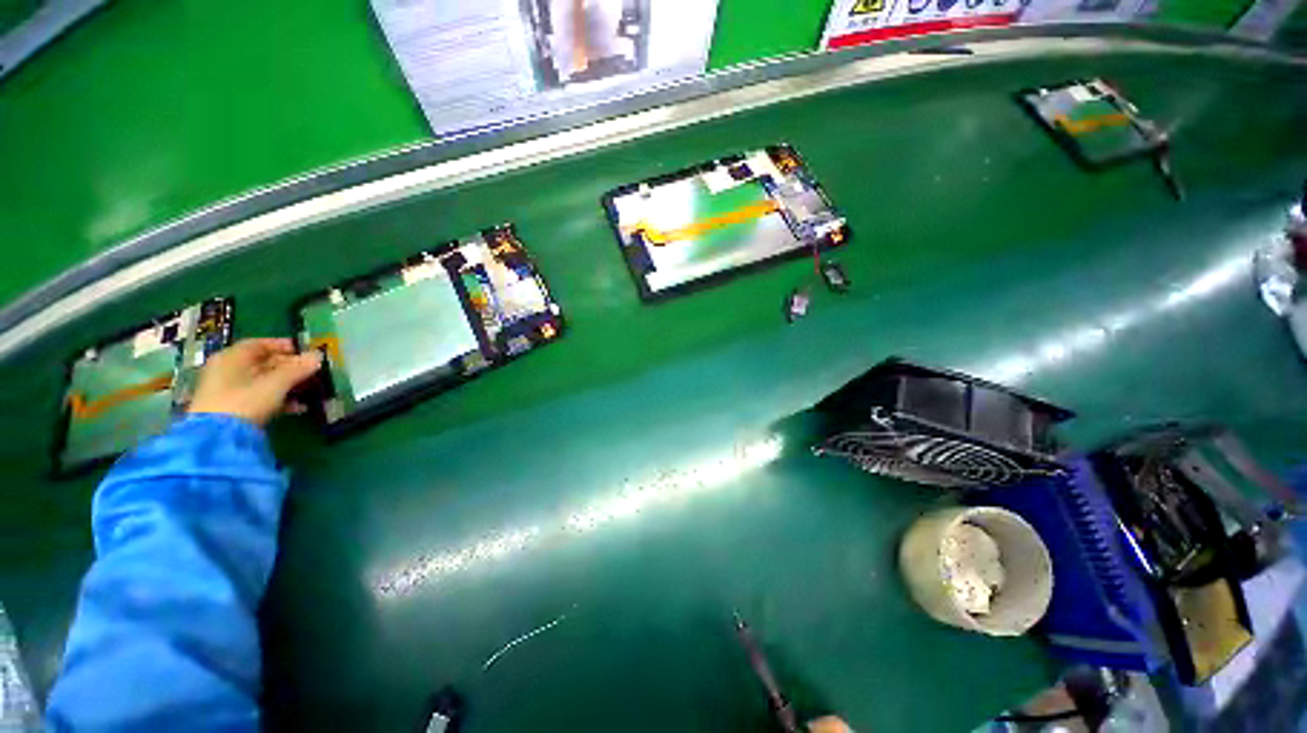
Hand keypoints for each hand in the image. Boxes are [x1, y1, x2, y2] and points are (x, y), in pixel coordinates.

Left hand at [188, 338, 321, 425]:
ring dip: (287, 384)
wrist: (217, 438)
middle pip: (261, 363)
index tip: (304, 351)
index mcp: (231, 357)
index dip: (282, 345)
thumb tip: (318, 355)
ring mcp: (228, 390)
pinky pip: (259, 397)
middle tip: (311, 371)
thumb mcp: (276, 383)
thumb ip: (298, 368)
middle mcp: (226, 370)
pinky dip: (278, 399)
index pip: (259, 344)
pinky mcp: (233, 408)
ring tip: (309, 389)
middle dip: (289, 367)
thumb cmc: (245, 401)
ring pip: (262, 381)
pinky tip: (298, 407)